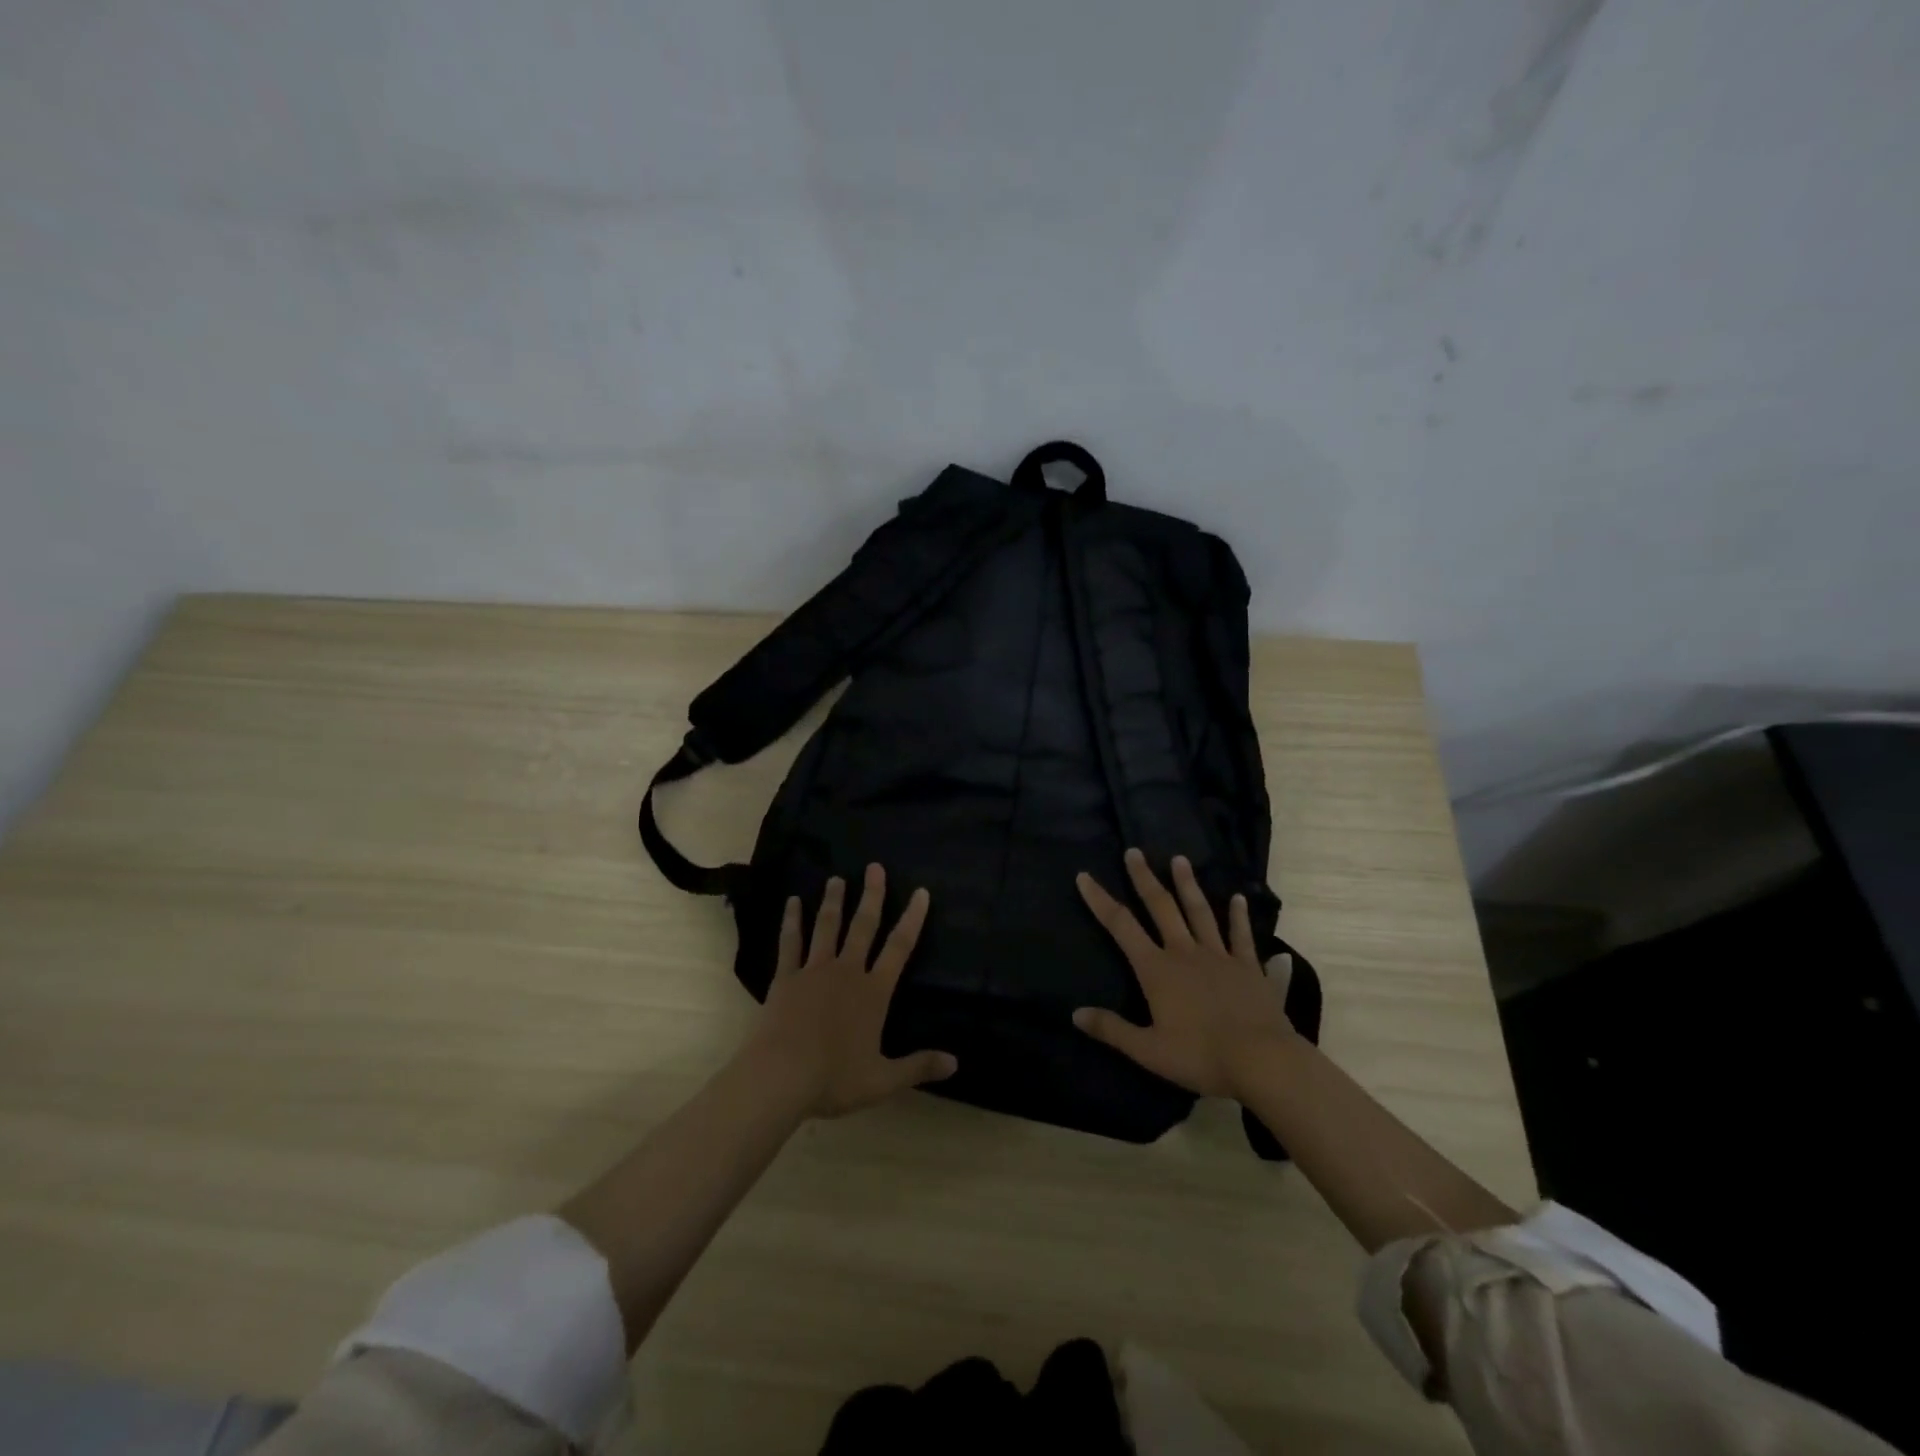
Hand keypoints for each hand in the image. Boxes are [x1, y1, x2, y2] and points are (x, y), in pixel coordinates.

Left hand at [740, 864, 956, 1118]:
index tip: (921, 892)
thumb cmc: (834, 1078)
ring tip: (837, 878)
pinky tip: (793, 902)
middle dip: (872, 896)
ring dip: (834, 901)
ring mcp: (814, 971)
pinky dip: (792, 921)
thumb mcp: (883, 1079)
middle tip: (875, 867)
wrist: (781, 1076)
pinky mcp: (786, 978)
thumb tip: (956, 1064)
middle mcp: (847, 972)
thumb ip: (918, 1067)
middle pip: (863, 927)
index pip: (899, 948)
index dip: (912, 918)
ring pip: (827, 927)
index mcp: (873, 992)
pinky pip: (791, 943)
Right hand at [1073, 849, 1300, 1099]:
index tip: (1085, 876)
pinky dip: (1238, 915)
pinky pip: (1241, 935)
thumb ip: (1111, 1029)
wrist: (1261, 1060)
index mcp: (1156, 970)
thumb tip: (1075, 1014)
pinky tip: (1237, 897)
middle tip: (1134, 852)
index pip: (1120, 926)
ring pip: (1199, 911)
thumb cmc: (1200, 1056)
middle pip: (1160, 907)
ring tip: (1179, 859)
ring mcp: (1219, 955)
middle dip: (1144, 878)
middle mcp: (1184, 952)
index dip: (1100, 900)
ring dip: (1187, 884)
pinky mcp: (1248, 966)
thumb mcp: (1148, 1050)